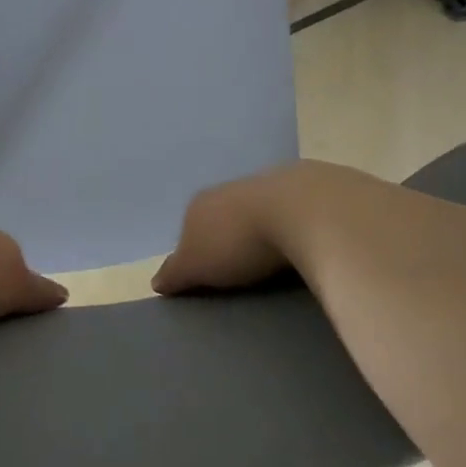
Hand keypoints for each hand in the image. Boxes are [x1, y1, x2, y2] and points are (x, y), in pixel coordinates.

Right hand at [153, 160, 375, 295]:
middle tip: (241, 273)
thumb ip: (175, 273)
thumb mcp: (196, 266)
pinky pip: (293, 214)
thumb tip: (156, 281)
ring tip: (274, 263)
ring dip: (263, 233)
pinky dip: (293, 229)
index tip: (206, 276)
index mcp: (199, 204)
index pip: (188, 228)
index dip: (194, 252)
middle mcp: (230, 188)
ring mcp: (271, 184)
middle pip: (223, 218)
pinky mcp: (309, 191)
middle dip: (230, 240)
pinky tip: (303, 248)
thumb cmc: (237, 242)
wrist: (303, 211)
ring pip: (258, 212)